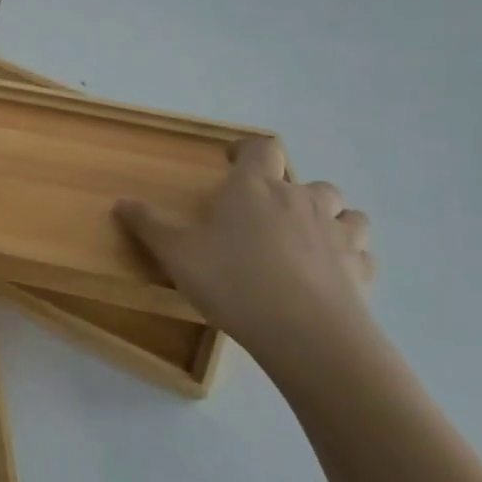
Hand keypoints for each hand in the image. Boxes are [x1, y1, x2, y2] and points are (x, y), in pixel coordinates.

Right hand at [115, 138, 373, 371]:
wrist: (306, 334)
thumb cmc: (234, 281)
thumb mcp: (177, 254)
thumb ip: (149, 225)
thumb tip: (121, 202)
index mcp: (255, 188)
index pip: (262, 148)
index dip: (249, 150)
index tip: (234, 162)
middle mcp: (300, 200)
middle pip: (306, 180)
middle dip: (290, 190)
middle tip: (266, 213)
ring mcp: (337, 234)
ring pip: (345, 212)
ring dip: (329, 218)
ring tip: (307, 239)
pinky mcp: (360, 270)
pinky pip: (360, 254)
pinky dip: (348, 257)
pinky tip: (331, 275)